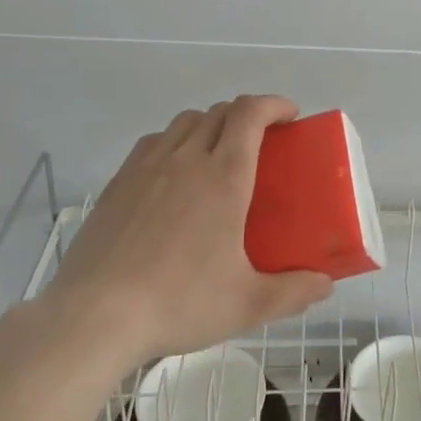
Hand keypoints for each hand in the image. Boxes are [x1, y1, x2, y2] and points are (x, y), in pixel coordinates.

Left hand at [46, 95, 332, 363]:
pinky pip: (153, 143)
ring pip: (184, 122)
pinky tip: (174, 174)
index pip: (250, 114)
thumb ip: (294, 292)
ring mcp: (146, 168)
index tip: (291, 116)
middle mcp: (186, 160)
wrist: (95, 316)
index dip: (274, 104)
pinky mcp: (117, 184)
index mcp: (224, 177)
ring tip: (219, 152)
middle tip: (263, 140)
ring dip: (210, 124)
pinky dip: (174, 142)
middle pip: (219, 112)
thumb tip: (325, 285)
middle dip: (247, 114)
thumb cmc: (180, 302)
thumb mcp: (248, 304)